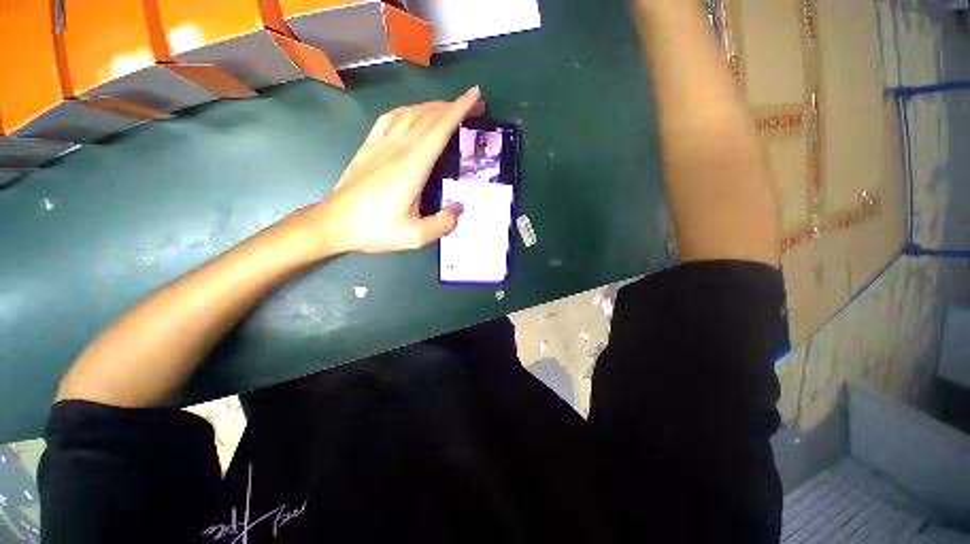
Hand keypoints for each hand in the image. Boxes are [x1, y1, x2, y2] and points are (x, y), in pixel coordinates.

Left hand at [297, 87, 484, 254]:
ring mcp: (380, 145)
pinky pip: (389, 118)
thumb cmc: (374, 230)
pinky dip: (407, 111)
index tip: (475, 96)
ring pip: (410, 113)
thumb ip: (442, 224)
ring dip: (432, 106)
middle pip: (428, 117)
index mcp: (411, 167)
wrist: (334, 223)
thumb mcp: (415, 236)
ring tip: (449, 109)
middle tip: (473, 106)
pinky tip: (413, 113)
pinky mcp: (368, 147)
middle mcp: (397, 149)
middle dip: (453, 106)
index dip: (459, 110)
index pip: (439, 130)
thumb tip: (457, 208)